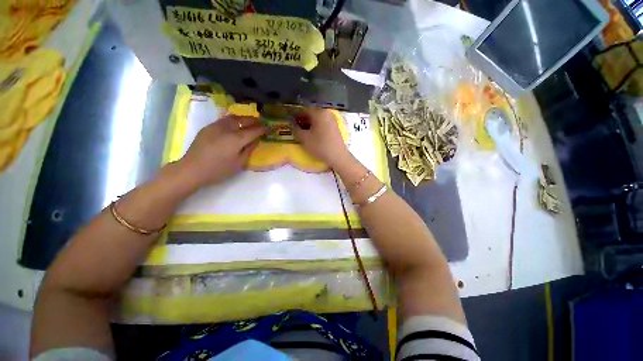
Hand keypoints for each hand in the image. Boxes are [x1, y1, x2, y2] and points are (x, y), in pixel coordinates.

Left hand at [177, 115, 264, 188]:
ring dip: (242, 118)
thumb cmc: (219, 169)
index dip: (262, 129)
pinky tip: (234, 126)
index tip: (269, 128)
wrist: (192, 169)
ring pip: (232, 118)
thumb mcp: (239, 163)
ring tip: (248, 122)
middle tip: (260, 122)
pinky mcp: (207, 128)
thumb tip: (255, 140)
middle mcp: (227, 129)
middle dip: (253, 120)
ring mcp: (215, 126)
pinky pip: (223, 120)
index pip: (253, 131)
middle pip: (243, 120)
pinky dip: (232, 121)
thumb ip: (249, 149)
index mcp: (236, 139)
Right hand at [293, 108, 348, 166]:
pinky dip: (316, 127)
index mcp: (318, 113)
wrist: (337, 156)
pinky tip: (313, 135)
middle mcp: (326, 113)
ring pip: (317, 119)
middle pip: (311, 114)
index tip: (290, 123)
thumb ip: (295, 129)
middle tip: (296, 128)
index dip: (295, 116)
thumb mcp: (304, 138)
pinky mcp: (335, 127)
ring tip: (303, 133)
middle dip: (302, 120)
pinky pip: (323, 124)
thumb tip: (293, 124)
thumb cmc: (320, 146)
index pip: (303, 110)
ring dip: (309, 124)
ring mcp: (332, 120)